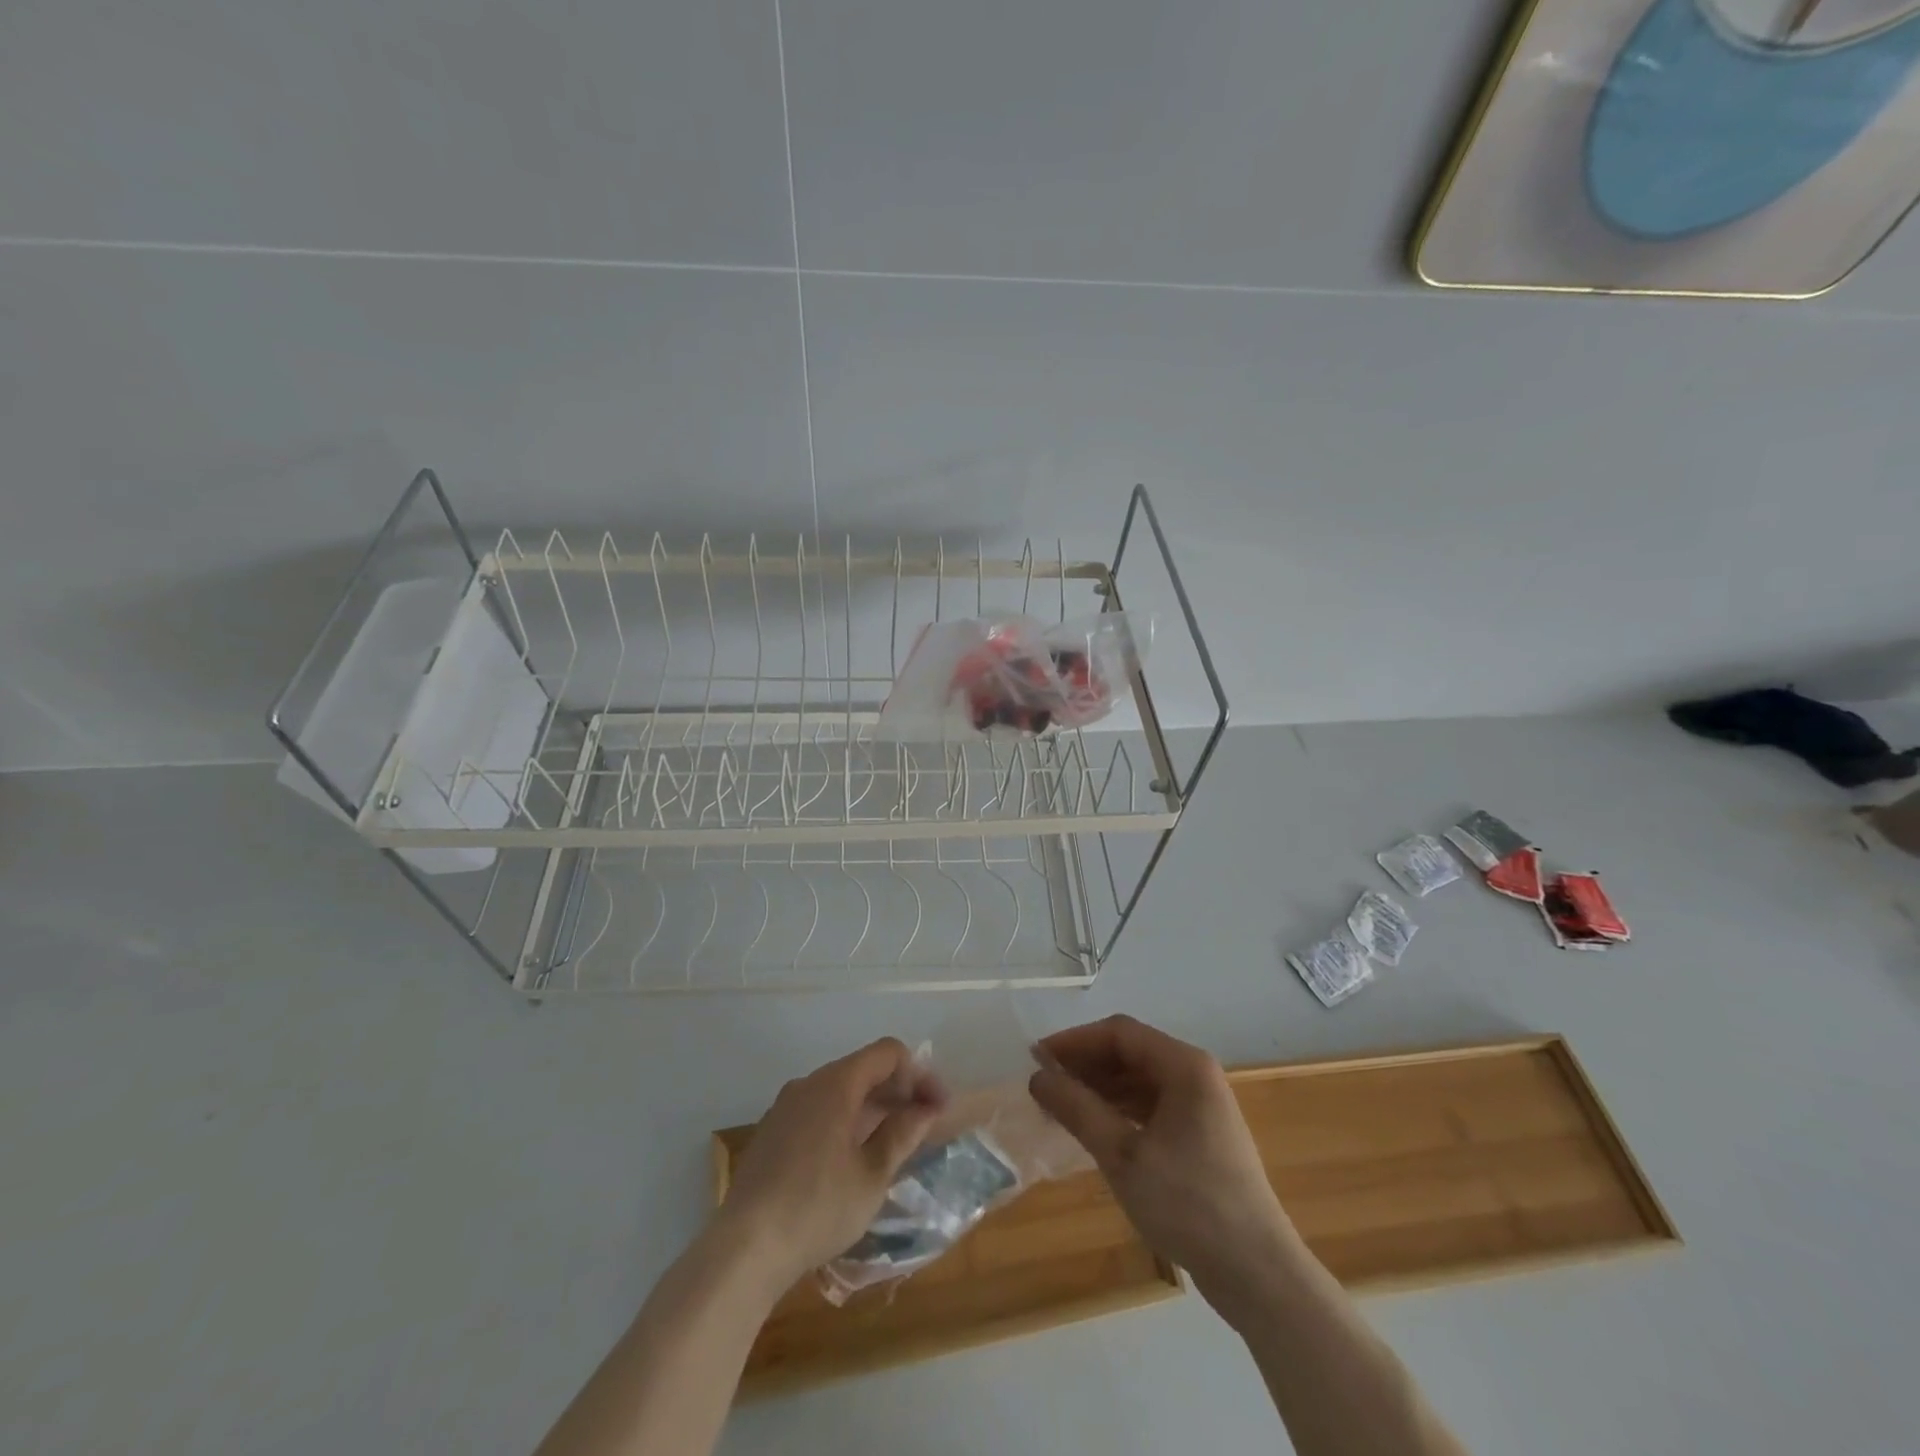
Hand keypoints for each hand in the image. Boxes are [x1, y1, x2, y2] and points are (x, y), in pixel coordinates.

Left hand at [717, 1038, 945, 1292]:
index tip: (937, 1107)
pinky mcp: (772, 1131)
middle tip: (923, 1125)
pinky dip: (845, 1119)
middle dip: (898, 1090)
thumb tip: (925, 1108)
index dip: (918, 1074)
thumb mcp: (872, 1175)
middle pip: (864, 1068)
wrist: (744, 1248)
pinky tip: (853, 1157)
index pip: (888, 1053)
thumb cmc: (817, 1208)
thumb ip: (902, 1134)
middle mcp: (809, 1083)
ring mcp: (785, 1106)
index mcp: (836, 1084)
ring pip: (840, 1090)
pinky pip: (818, 1109)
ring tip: (893, 1143)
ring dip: (872, 1107)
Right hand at [1029, 1015, 1296, 1312]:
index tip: (1036, 1059)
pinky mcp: (1201, 1134)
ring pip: (1140, 1080)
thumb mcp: (1122, 1156)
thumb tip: (1038, 1076)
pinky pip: (1152, 1105)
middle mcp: (1196, 1075)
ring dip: (1100, 1088)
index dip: (1075, 1041)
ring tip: (1061, 1108)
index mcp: (1184, 1066)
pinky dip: (1120, 1110)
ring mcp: (1202, 1105)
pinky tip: (1095, 1129)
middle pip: (1130, 1052)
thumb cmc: (1188, 1204)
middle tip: (1044, 1086)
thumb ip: (1078, 1109)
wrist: (1257, 1274)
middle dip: (1085, 1064)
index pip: (1119, 1033)